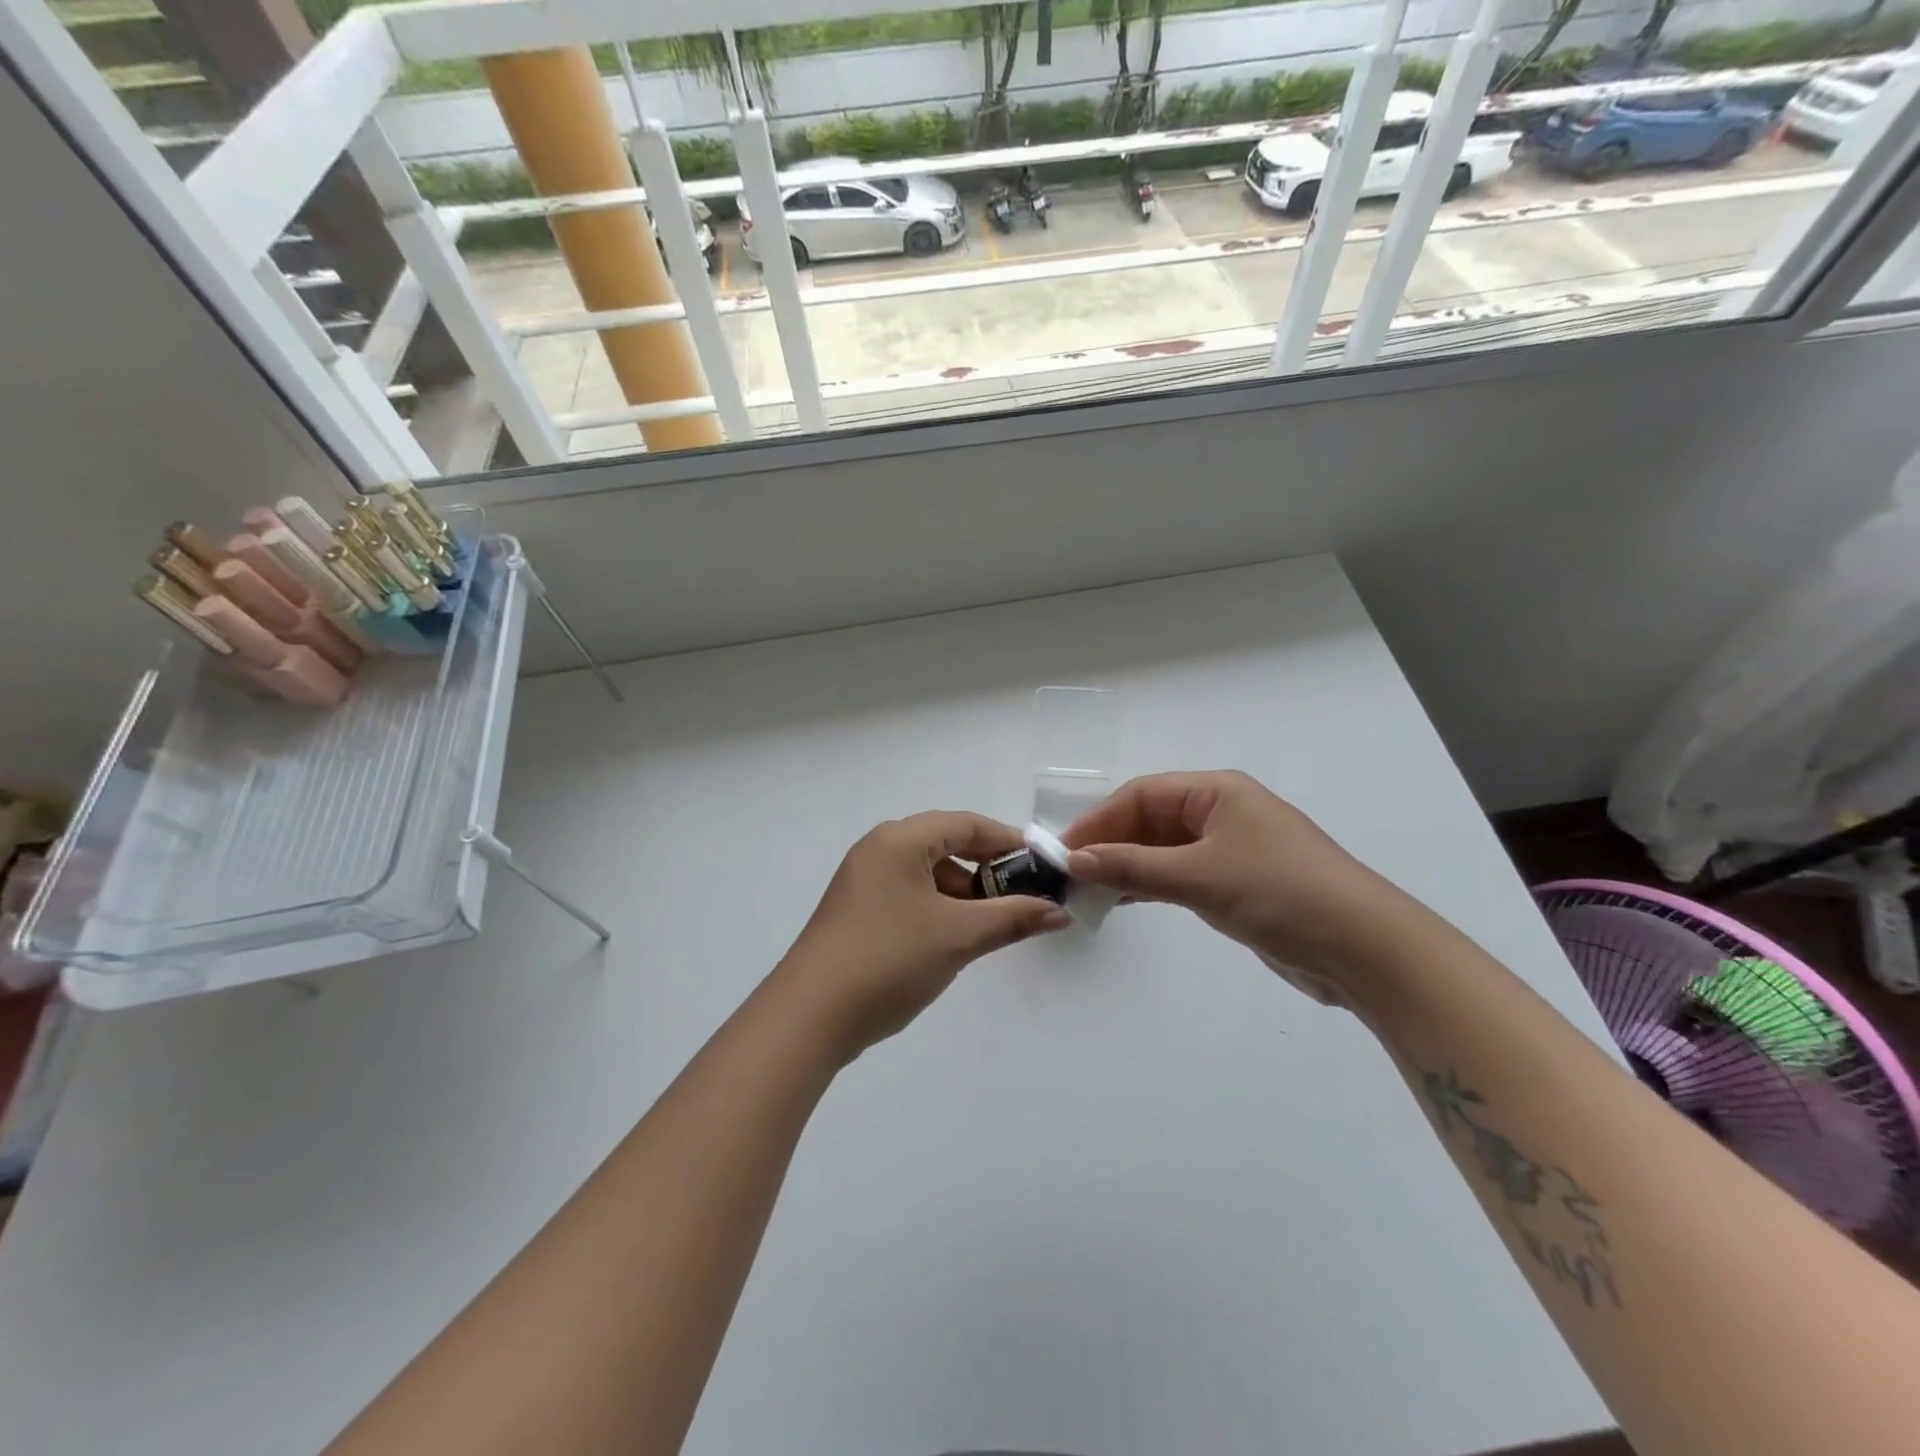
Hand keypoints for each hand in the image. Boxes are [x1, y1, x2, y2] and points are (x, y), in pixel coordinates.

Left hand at [776, 812, 1071, 1061]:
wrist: (810, 1016)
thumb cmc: (889, 959)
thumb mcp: (958, 937)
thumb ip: (1012, 918)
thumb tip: (1059, 912)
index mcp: (900, 840)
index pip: (966, 824)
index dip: (1008, 842)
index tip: (1043, 864)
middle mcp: (879, 850)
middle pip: (946, 845)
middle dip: (988, 870)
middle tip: (1025, 895)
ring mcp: (864, 881)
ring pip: (928, 874)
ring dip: (964, 893)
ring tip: (994, 923)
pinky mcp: (857, 911)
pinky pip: (909, 895)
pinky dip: (939, 909)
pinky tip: (956, 938)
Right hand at [1064, 771, 1404, 1005]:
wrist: (1363, 948)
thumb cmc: (1280, 892)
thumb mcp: (1200, 876)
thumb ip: (1133, 867)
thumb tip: (1073, 860)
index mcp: (1217, 792)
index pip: (1142, 795)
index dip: (1100, 820)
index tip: (1064, 850)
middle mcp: (1221, 813)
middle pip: (1151, 820)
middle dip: (1110, 843)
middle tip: (1070, 874)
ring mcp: (1230, 849)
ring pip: (1163, 850)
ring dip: (1127, 867)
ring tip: (1087, 890)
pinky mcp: (1235, 884)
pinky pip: (1179, 875)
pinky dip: (1150, 885)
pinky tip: (1122, 900)